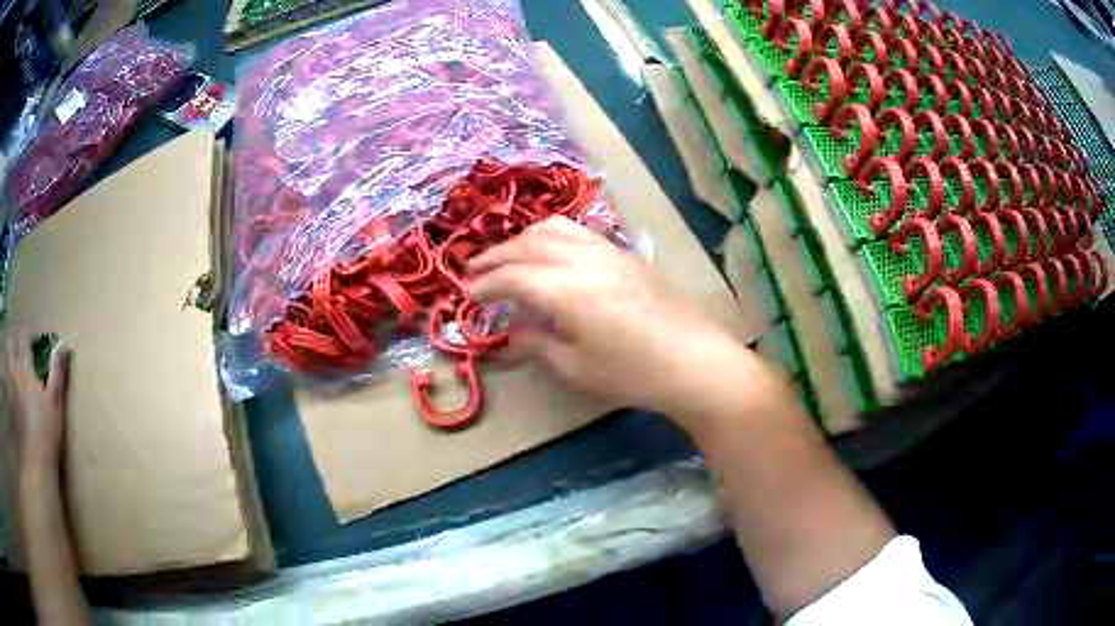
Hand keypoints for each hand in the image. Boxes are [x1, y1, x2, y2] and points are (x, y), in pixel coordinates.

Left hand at [3, 339, 69, 475]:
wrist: (35, 462)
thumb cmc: (47, 432)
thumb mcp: (55, 402)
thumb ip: (57, 371)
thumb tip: (65, 343)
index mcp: (26, 367)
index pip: (23, 337)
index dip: (26, 336)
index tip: (31, 342)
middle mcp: (14, 371)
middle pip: (10, 346)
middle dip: (13, 346)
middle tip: (18, 353)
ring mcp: (9, 387)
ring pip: (4, 362)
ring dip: (6, 360)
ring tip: (10, 367)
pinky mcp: (8, 403)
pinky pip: (3, 383)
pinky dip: (4, 380)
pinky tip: (6, 388)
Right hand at [469, 217, 768, 420]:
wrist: (694, 360)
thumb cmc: (632, 372)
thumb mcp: (576, 367)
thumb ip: (538, 342)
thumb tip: (515, 329)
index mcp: (565, 288)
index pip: (512, 277)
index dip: (485, 285)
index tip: (468, 295)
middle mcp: (582, 258)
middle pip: (529, 244)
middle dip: (497, 256)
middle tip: (475, 270)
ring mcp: (607, 251)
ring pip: (555, 229)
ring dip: (524, 239)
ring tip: (509, 256)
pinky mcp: (625, 254)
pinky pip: (578, 232)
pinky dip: (552, 236)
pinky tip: (551, 253)